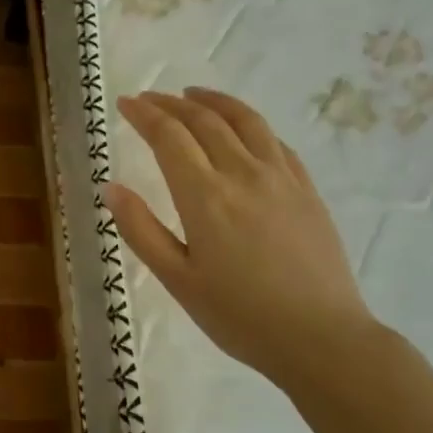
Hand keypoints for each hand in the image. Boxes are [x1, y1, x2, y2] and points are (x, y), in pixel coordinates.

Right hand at [103, 88, 377, 387]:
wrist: (321, 338)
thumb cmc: (238, 315)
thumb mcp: (177, 279)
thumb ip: (140, 229)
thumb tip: (111, 188)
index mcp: (205, 197)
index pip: (169, 137)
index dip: (145, 115)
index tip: (126, 103)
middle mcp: (243, 174)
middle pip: (204, 121)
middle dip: (172, 104)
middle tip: (150, 98)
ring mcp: (281, 178)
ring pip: (245, 121)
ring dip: (214, 101)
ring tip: (193, 94)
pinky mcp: (307, 190)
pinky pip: (275, 141)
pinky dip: (250, 123)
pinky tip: (242, 128)